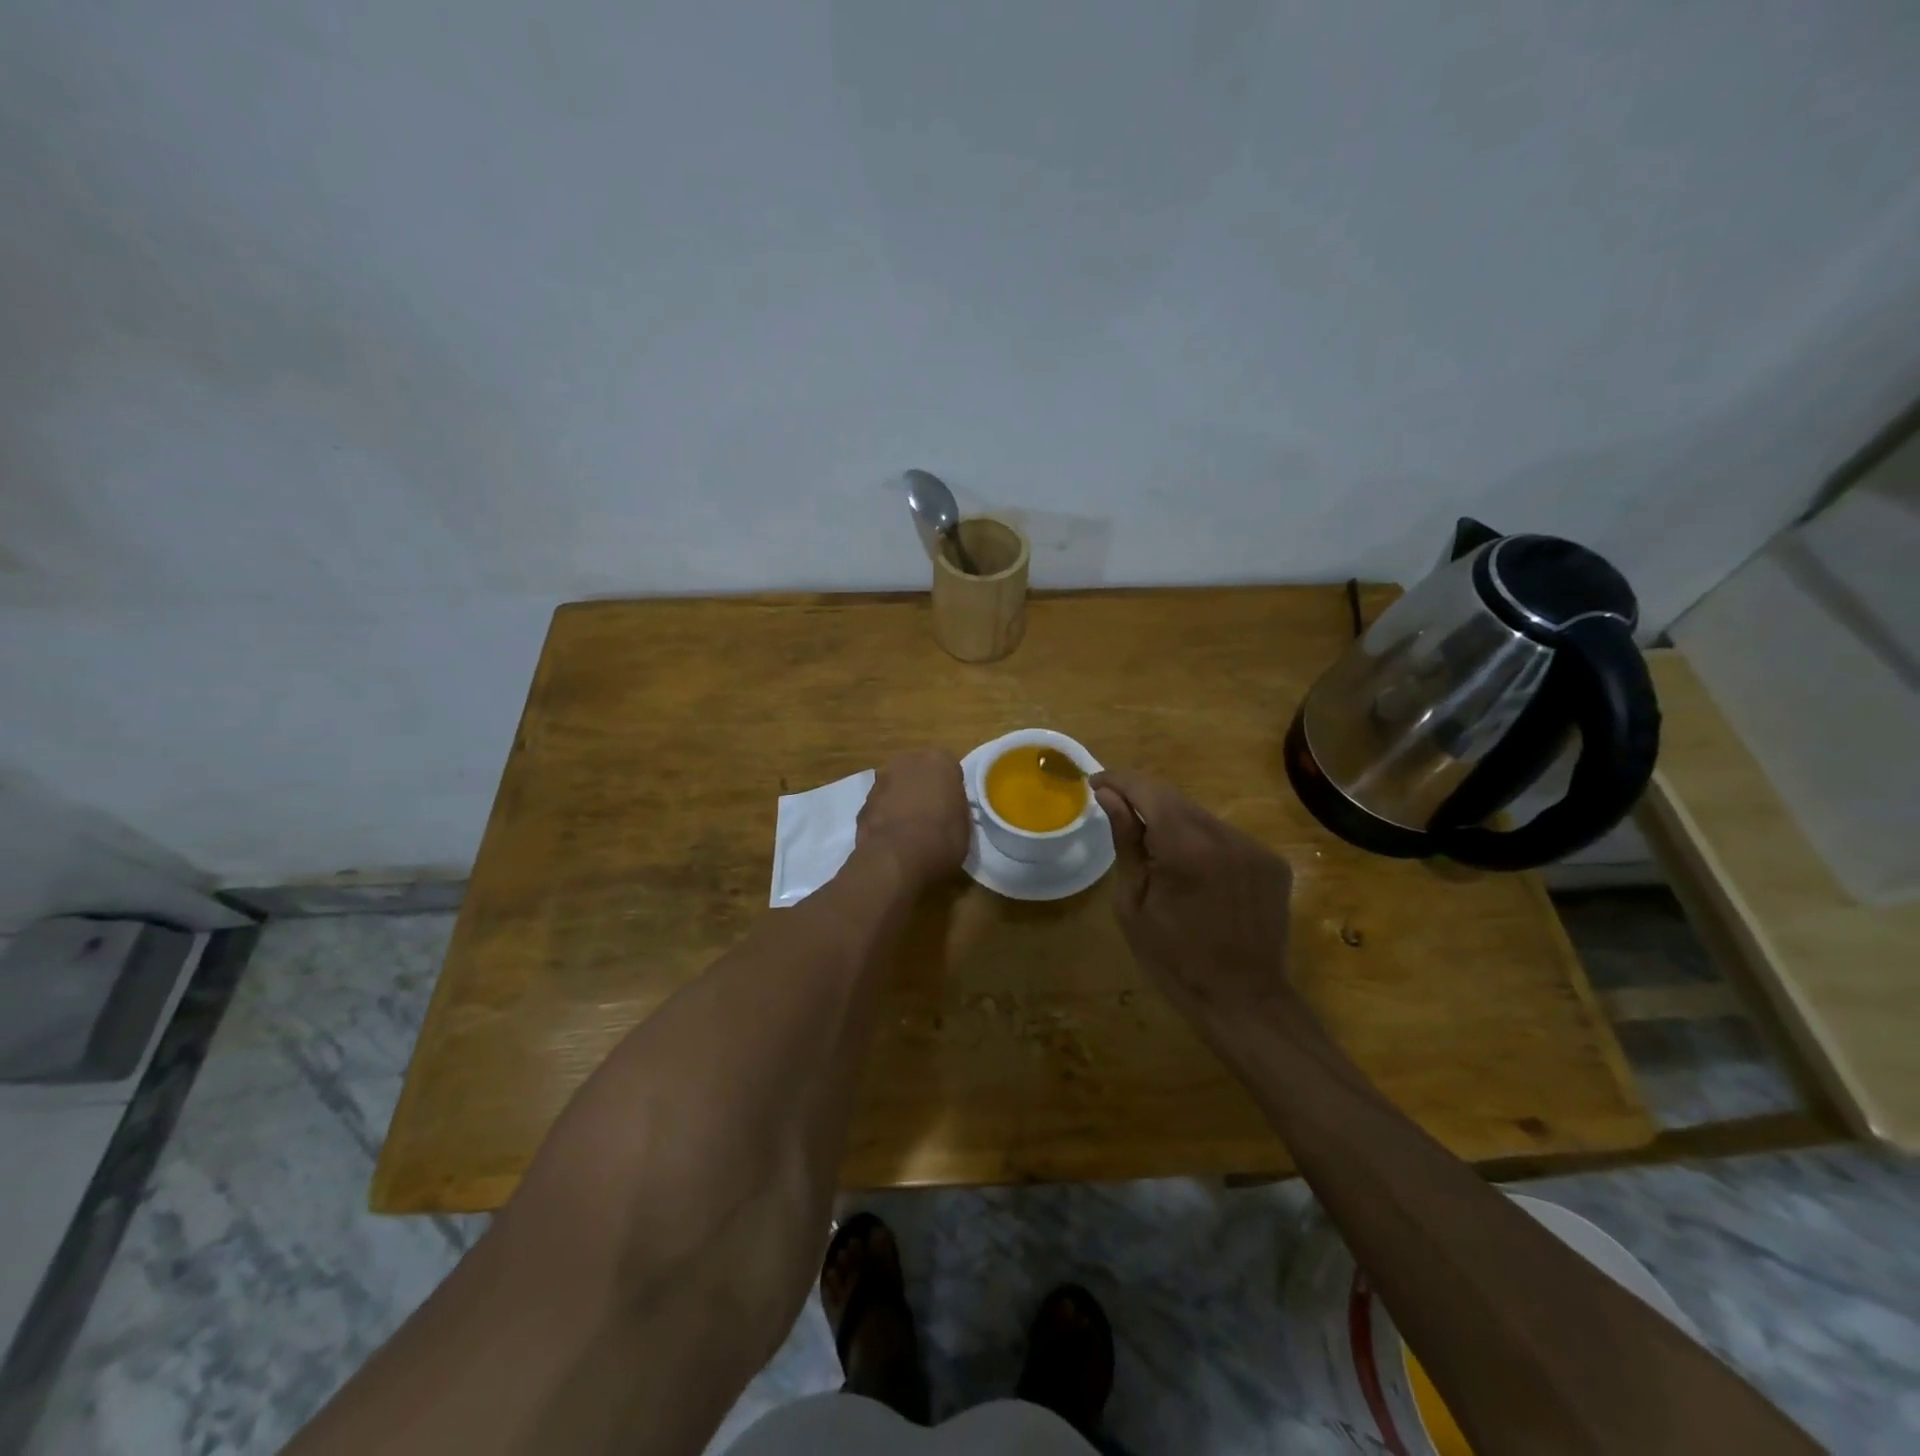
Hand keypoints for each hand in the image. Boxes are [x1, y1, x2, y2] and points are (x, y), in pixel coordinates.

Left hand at [856, 748, 970, 888]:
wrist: (897, 858)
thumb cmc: (942, 838)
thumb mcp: (964, 824)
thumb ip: (954, 808)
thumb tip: (946, 811)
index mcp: (939, 760)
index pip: (949, 770)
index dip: (950, 791)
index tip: (951, 809)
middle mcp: (907, 761)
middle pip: (918, 772)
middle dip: (922, 789)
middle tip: (930, 816)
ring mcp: (881, 780)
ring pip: (896, 787)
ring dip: (900, 801)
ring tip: (909, 831)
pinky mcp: (862, 803)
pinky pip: (880, 807)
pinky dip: (885, 817)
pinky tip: (892, 839)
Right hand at [1092, 769, 1297, 1033]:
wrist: (1244, 1000)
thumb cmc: (1173, 960)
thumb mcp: (1133, 904)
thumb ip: (1126, 842)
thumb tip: (1107, 795)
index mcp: (1185, 848)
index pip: (1147, 790)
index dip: (1118, 781)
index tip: (1095, 783)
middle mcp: (1225, 836)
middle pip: (1175, 799)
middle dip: (1143, 799)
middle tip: (1117, 813)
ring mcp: (1254, 848)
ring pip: (1201, 817)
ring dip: (1174, 822)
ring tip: (1155, 850)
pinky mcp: (1272, 862)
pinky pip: (1226, 837)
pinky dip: (1202, 842)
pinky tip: (1194, 872)